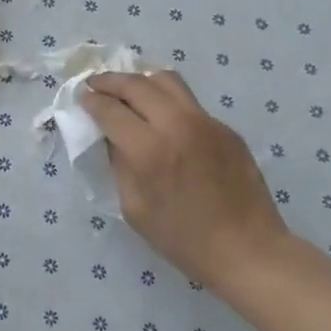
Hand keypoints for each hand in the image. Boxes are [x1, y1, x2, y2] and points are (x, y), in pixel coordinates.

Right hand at [81, 71, 288, 292]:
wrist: (247, 250)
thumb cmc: (182, 238)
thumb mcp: (133, 207)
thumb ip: (119, 164)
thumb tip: (111, 137)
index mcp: (148, 150)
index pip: (110, 109)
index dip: (91, 101)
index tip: (83, 98)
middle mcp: (176, 125)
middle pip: (136, 84)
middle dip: (109, 81)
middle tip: (96, 85)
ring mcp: (205, 122)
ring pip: (166, 80)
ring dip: (140, 81)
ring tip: (128, 91)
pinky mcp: (225, 128)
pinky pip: (188, 102)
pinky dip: (167, 101)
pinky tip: (162, 118)